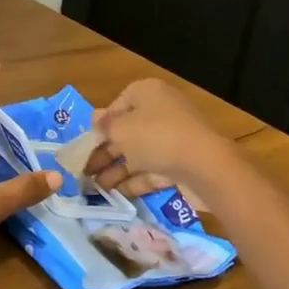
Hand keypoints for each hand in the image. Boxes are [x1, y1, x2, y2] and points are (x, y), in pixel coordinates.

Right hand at [87, 79, 233, 203]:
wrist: (204, 165)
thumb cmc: (155, 137)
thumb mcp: (121, 129)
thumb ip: (104, 125)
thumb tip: (95, 118)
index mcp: (148, 94)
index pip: (118, 104)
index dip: (101, 124)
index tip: (87, 143)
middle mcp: (161, 112)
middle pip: (127, 132)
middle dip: (105, 153)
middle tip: (85, 172)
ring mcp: (173, 139)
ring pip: (138, 154)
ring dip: (116, 170)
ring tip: (95, 189)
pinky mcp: (181, 163)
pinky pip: (152, 170)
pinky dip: (134, 181)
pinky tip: (115, 195)